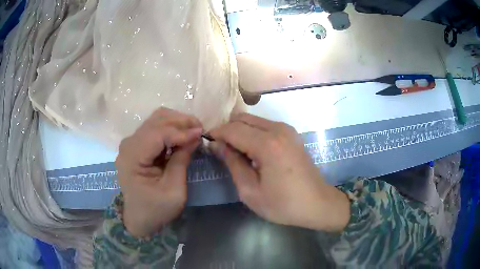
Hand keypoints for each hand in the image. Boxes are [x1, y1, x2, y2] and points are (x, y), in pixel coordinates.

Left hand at [115, 108, 201, 237]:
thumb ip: (182, 161)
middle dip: (180, 122)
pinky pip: (155, 129)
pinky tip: (182, 137)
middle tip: (200, 130)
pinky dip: (171, 129)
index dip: (181, 131)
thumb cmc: (156, 209)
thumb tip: (195, 136)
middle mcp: (128, 145)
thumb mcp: (174, 190)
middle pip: (156, 120)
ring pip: (156, 120)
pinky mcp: (137, 145)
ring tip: (193, 132)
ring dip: (176, 123)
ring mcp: (131, 143)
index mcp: (132, 158)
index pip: (157, 134)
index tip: (201, 134)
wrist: (140, 218)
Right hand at [209, 114, 349, 231]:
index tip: (207, 144)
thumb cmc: (283, 204)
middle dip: (227, 131)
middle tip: (221, 151)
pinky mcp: (291, 134)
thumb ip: (232, 163)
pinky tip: (252, 152)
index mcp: (267, 144)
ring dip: (240, 131)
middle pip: (242, 118)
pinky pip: (264, 125)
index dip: (216, 134)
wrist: (318, 203)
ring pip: (253, 120)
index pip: (232, 129)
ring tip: (236, 153)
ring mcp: (287, 129)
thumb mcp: (251, 191)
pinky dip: (252, 133)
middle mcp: (278, 129)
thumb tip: (216, 145)